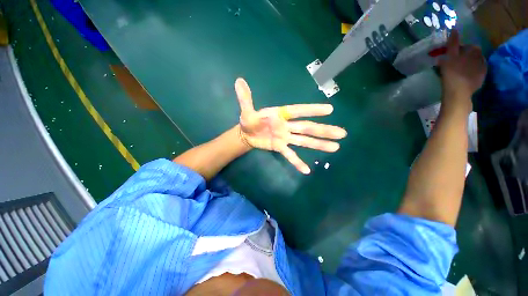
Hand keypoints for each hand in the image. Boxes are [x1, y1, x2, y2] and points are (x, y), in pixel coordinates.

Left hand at [234, 78, 346, 173]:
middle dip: (323, 130)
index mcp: (280, 115)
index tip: (329, 110)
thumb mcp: (246, 111)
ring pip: (304, 141)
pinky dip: (297, 162)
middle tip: (342, 133)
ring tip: (335, 147)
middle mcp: (286, 126)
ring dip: (318, 145)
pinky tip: (307, 170)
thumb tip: (239, 81)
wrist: (246, 135)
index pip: (298, 111)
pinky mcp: (280, 148)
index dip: (312, 110)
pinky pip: (290, 155)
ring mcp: (285, 138)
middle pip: (307, 128)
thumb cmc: (249, 121)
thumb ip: (245, 98)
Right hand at [439, 30, 486, 112]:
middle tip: (455, 62)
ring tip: (459, 70)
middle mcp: (481, 58)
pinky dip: (471, 73)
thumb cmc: (452, 74)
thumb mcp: (449, 56)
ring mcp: (481, 70)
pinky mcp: (480, 80)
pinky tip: (464, 77)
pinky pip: (476, 73)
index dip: (460, 48)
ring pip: (475, 63)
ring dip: (468, 64)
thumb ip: (452, 43)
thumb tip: (454, 30)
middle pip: (473, 54)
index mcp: (474, 51)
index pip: (468, 45)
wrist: (458, 93)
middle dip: (465, 56)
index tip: (451, 54)